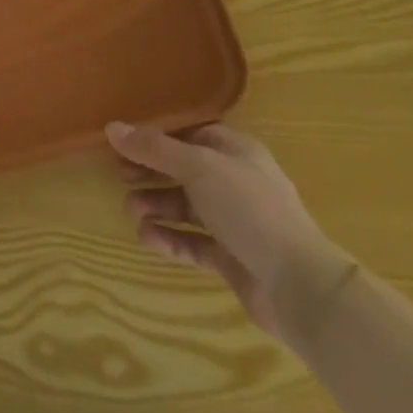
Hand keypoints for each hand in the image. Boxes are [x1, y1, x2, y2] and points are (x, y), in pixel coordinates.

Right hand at [107, 121, 341, 343]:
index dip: (156, 137)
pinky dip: (169, 238)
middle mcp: (234, 182)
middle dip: (151, 173)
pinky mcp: (230, 257)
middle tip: (120, 176)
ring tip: (131, 212)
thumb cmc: (250, 209)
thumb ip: (154, 148)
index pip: (190, 135)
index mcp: (235, 151)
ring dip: (155, 206)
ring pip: (185, 207)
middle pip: (183, 170)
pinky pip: (192, 241)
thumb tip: (111, 127)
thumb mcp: (198, 167)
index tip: (124, 143)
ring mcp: (234, 222)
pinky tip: (147, 237)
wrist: (300, 286)